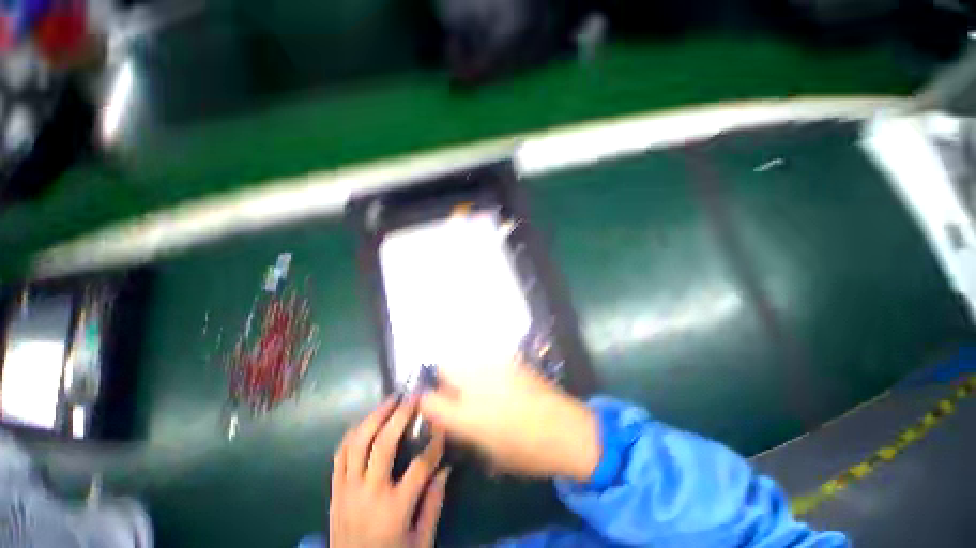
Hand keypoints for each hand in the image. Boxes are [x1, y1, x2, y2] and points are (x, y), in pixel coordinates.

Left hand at [330, 398, 450, 547]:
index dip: (435, 443)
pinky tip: (366, 422)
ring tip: (390, 401)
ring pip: (358, 443)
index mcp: (394, 509)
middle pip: (384, 443)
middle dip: (401, 415)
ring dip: (375, 416)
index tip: (443, 425)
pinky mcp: (334, 491)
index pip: (420, 466)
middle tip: (413, 397)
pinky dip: (353, 434)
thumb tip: (445, 468)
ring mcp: (347, 490)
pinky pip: (340, 455)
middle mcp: (369, 494)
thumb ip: (434, 504)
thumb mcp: (421, 542)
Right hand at [419, 360, 599, 481]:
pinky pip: (486, 356)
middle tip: (449, 387)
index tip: (426, 400)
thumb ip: (462, 429)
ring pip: (464, 357)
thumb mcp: (487, 451)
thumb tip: (447, 414)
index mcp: (467, 415)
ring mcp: (493, 366)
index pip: (428, 400)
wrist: (567, 429)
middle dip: (441, 377)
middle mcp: (475, 384)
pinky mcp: (510, 358)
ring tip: (472, 380)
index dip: (423, 399)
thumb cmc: (527, 451)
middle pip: (443, 367)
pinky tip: (494, 375)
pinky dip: (482, 364)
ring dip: (462, 368)